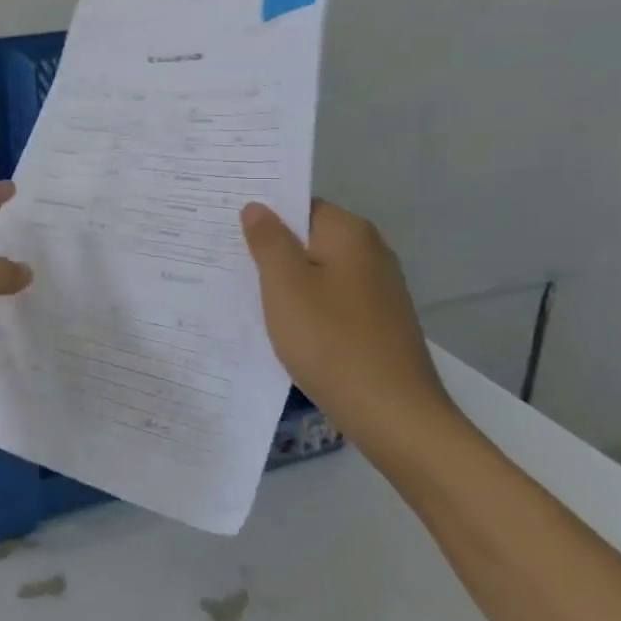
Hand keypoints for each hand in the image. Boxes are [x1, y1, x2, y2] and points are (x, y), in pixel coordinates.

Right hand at [240, 199, 458, 454]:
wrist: (393, 414)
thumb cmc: (330, 341)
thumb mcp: (284, 286)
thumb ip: (268, 241)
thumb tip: (257, 207)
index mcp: (349, 233)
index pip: (300, 205)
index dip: (265, 215)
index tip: (228, 230)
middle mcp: (371, 252)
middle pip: (310, 238)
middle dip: (272, 249)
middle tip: (227, 262)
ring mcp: (379, 289)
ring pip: (319, 271)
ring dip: (287, 282)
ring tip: (246, 295)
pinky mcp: (379, 322)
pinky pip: (332, 300)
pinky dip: (307, 307)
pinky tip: (284, 327)